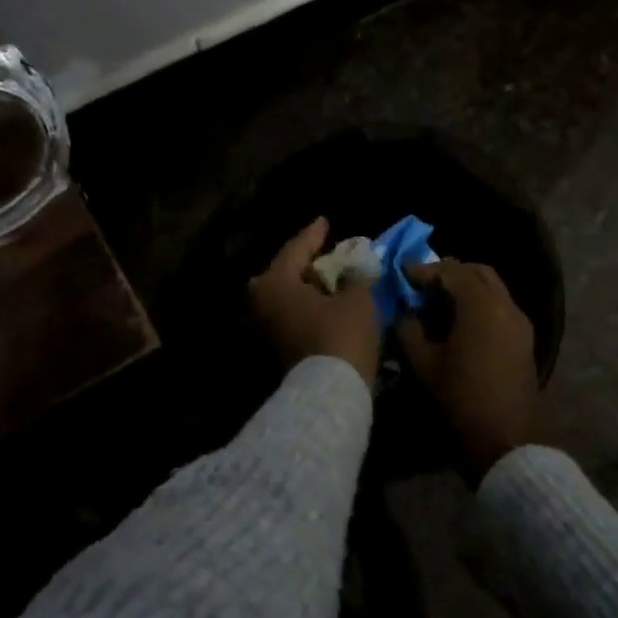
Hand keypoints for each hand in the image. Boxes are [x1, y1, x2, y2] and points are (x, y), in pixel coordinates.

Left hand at [248, 218, 380, 384]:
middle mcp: (260, 302)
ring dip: (306, 289)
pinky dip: (305, 308)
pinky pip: (289, 317)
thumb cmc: (340, 335)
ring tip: (330, 281)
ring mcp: (262, 329)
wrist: (327, 396)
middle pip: (284, 274)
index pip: (296, 248)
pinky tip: (325, 306)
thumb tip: (357, 268)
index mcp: (275, 281)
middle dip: (305, 264)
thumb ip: (356, 277)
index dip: (314, 234)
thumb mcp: (357, 299)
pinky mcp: (272, 351)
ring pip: (285, 298)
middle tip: (325, 254)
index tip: (325, 221)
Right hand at [395, 259, 537, 479]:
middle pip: (477, 273)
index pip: (451, 272)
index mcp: (480, 306)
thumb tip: (404, 313)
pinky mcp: (524, 341)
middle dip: (449, 274)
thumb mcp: (423, 364)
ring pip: (492, 289)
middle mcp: (505, 305)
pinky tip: (458, 324)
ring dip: (466, 289)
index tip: (402, 275)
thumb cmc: (460, 400)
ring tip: (437, 305)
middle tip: (422, 286)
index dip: (424, 270)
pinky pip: (500, 307)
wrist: (507, 442)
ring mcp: (520, 323)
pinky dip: (479, 305)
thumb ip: (408, 330)